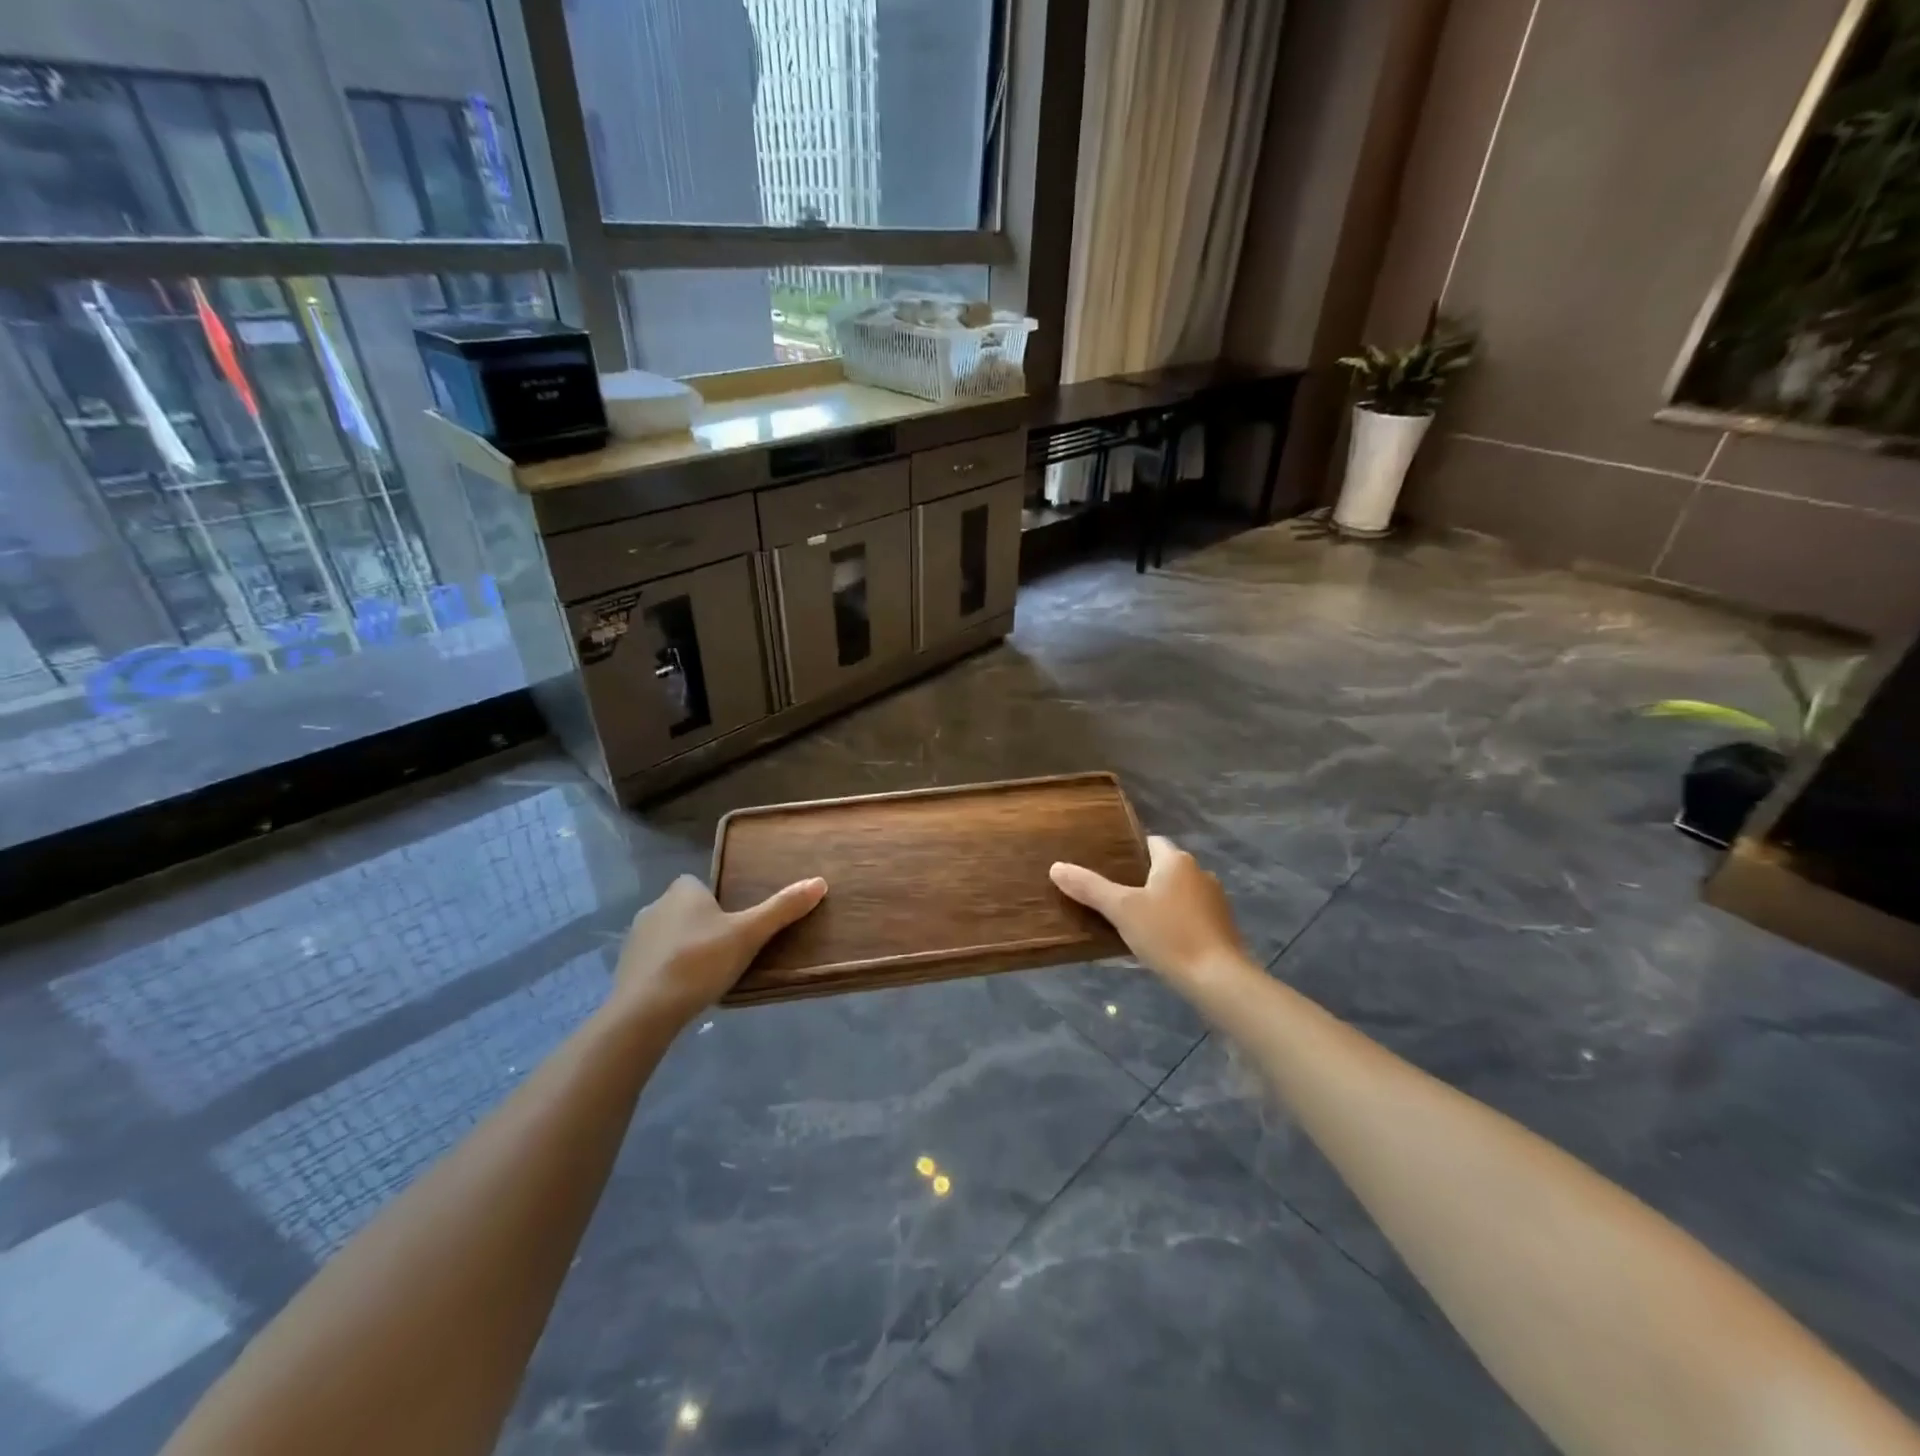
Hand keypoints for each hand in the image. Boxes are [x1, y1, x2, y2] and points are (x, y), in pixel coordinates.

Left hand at [611, 873, 825, 1025]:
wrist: (645, 1010)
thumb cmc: (700, 961)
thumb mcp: (750, 934)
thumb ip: (782, 908)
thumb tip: (820, 881)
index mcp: (683, 890)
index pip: (701, 885)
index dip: (718, 902)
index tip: (735, 925)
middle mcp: (655, 906)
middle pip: (686, 910)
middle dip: (703, 926)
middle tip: (728, 951)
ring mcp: (636, 938)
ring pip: (669, 936)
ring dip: (684, 949)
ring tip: (708, 974)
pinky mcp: (625, 968)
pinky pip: (654, 962)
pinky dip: (667, 971)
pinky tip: (683, 992)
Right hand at [1050, 836, 1247, 986]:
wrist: (1219, 979)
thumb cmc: (1168, 934)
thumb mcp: (1122, 910)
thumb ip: (1089, 887)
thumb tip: (1056, 867)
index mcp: (1176, 860)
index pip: (1150, 842)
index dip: (1128, 850)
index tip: (1106, 865)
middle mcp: (1199, 872)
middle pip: (1163, 868)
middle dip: (1140, 879)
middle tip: (1111, 894)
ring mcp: (1215, 900)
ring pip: (1178, 892)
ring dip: (1159, 901)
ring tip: (1131, 920)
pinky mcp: (1222, 926)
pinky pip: (1190, 914)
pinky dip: (1174, 920)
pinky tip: (1158, 940)